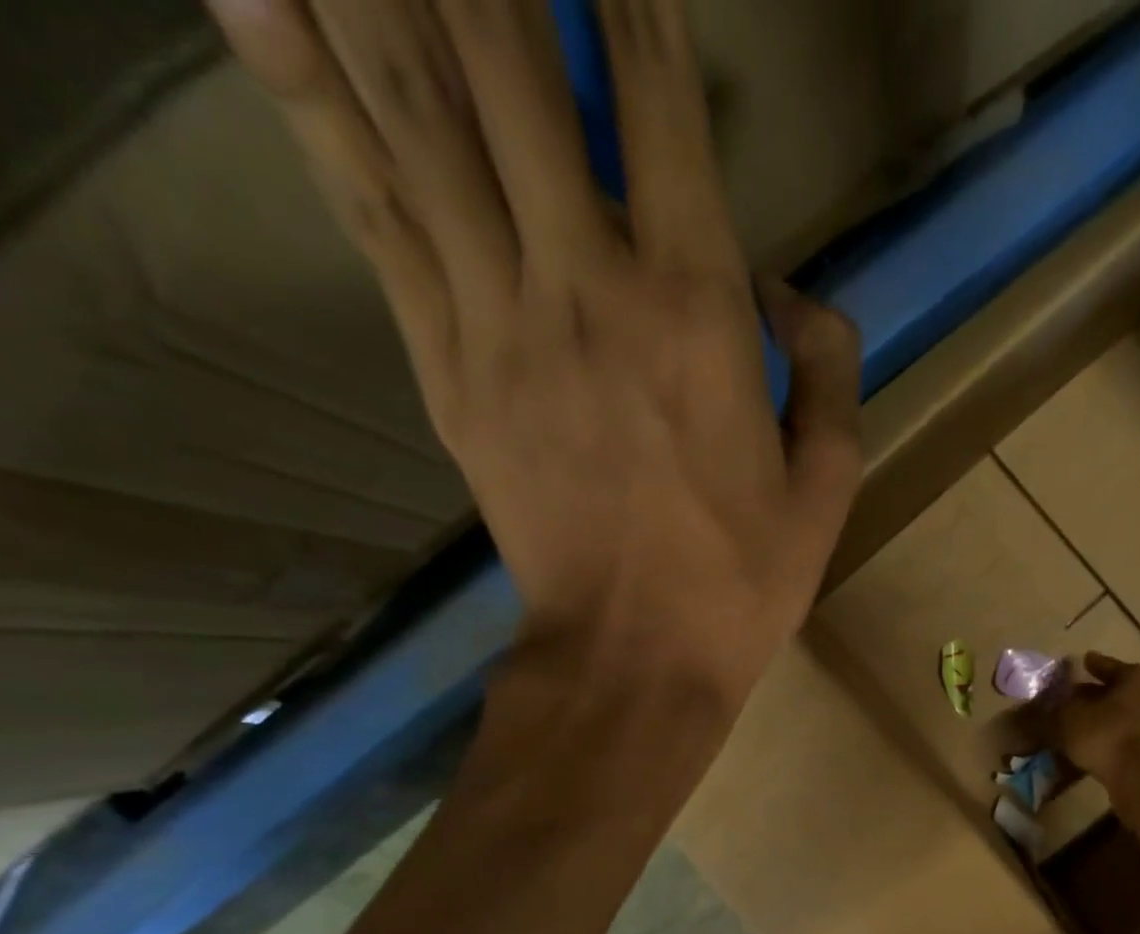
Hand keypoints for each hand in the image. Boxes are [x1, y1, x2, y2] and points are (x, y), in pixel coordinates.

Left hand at [209, 0, 862, 713]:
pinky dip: (308, 97)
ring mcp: (498, 321)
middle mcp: (587, 285)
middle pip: (509, 67)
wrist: (632, 660)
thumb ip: (830, 371)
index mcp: (698, 312)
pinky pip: (373, 213)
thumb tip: (791, 296)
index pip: (658, 102)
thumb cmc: (741, 580)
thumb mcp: (826, 485)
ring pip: (418, 115)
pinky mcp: (444, 368)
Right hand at [1050, 653, 1139, 800]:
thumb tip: (1042, 706)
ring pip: (1128, 714)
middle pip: (1121, 691)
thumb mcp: (1069, 719)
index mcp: (1139, 677)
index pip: (1108, 666)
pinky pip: (1133, 737)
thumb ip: (1056, 708)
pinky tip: (1098, 746)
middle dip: (1099, 694)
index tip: (1082, 662)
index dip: (1092, 665)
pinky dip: (1116, 737)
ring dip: (1108, 718)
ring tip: (1084, 724)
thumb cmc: (1107, 736)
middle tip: (1076, 697)